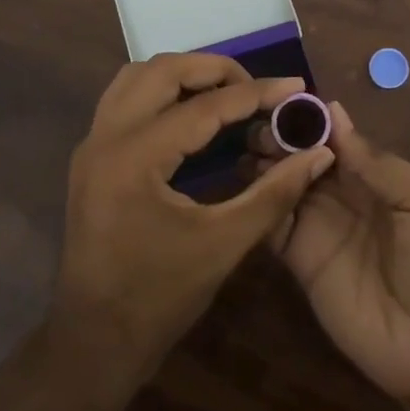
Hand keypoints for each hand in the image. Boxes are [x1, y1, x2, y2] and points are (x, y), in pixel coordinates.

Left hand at [47, 54, 333, 410]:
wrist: (94, 340)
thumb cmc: (159, 298)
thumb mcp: (224, 244)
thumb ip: (274, 193)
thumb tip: (318, 153)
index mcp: (135, 158)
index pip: (204, 107)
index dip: (256, 94)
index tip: (296, 87)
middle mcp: (105, 137)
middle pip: (161, 70)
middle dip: (214, 69)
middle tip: (257, 88)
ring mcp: (91, 144)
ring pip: (137, 77)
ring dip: (183, 75)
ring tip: (227, 93)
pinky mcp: (91, 156)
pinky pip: (125, 99)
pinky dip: (161, 92)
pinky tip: (192, 114)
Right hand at [272, 102, 409, 407]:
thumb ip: (378, 162)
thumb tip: (334, 113)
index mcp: (376, 175)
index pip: (335, 136)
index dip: (310, 119)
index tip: (279, 99)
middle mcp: (343, 195)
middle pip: (303, 156)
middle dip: (280, 136)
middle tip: (253, 123)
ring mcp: (319, 226)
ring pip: (283, 184)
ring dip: (264, 163)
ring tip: (242, 146)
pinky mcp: (300, 259)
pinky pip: (273, 224)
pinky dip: (257, 201)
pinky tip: (240, 183)